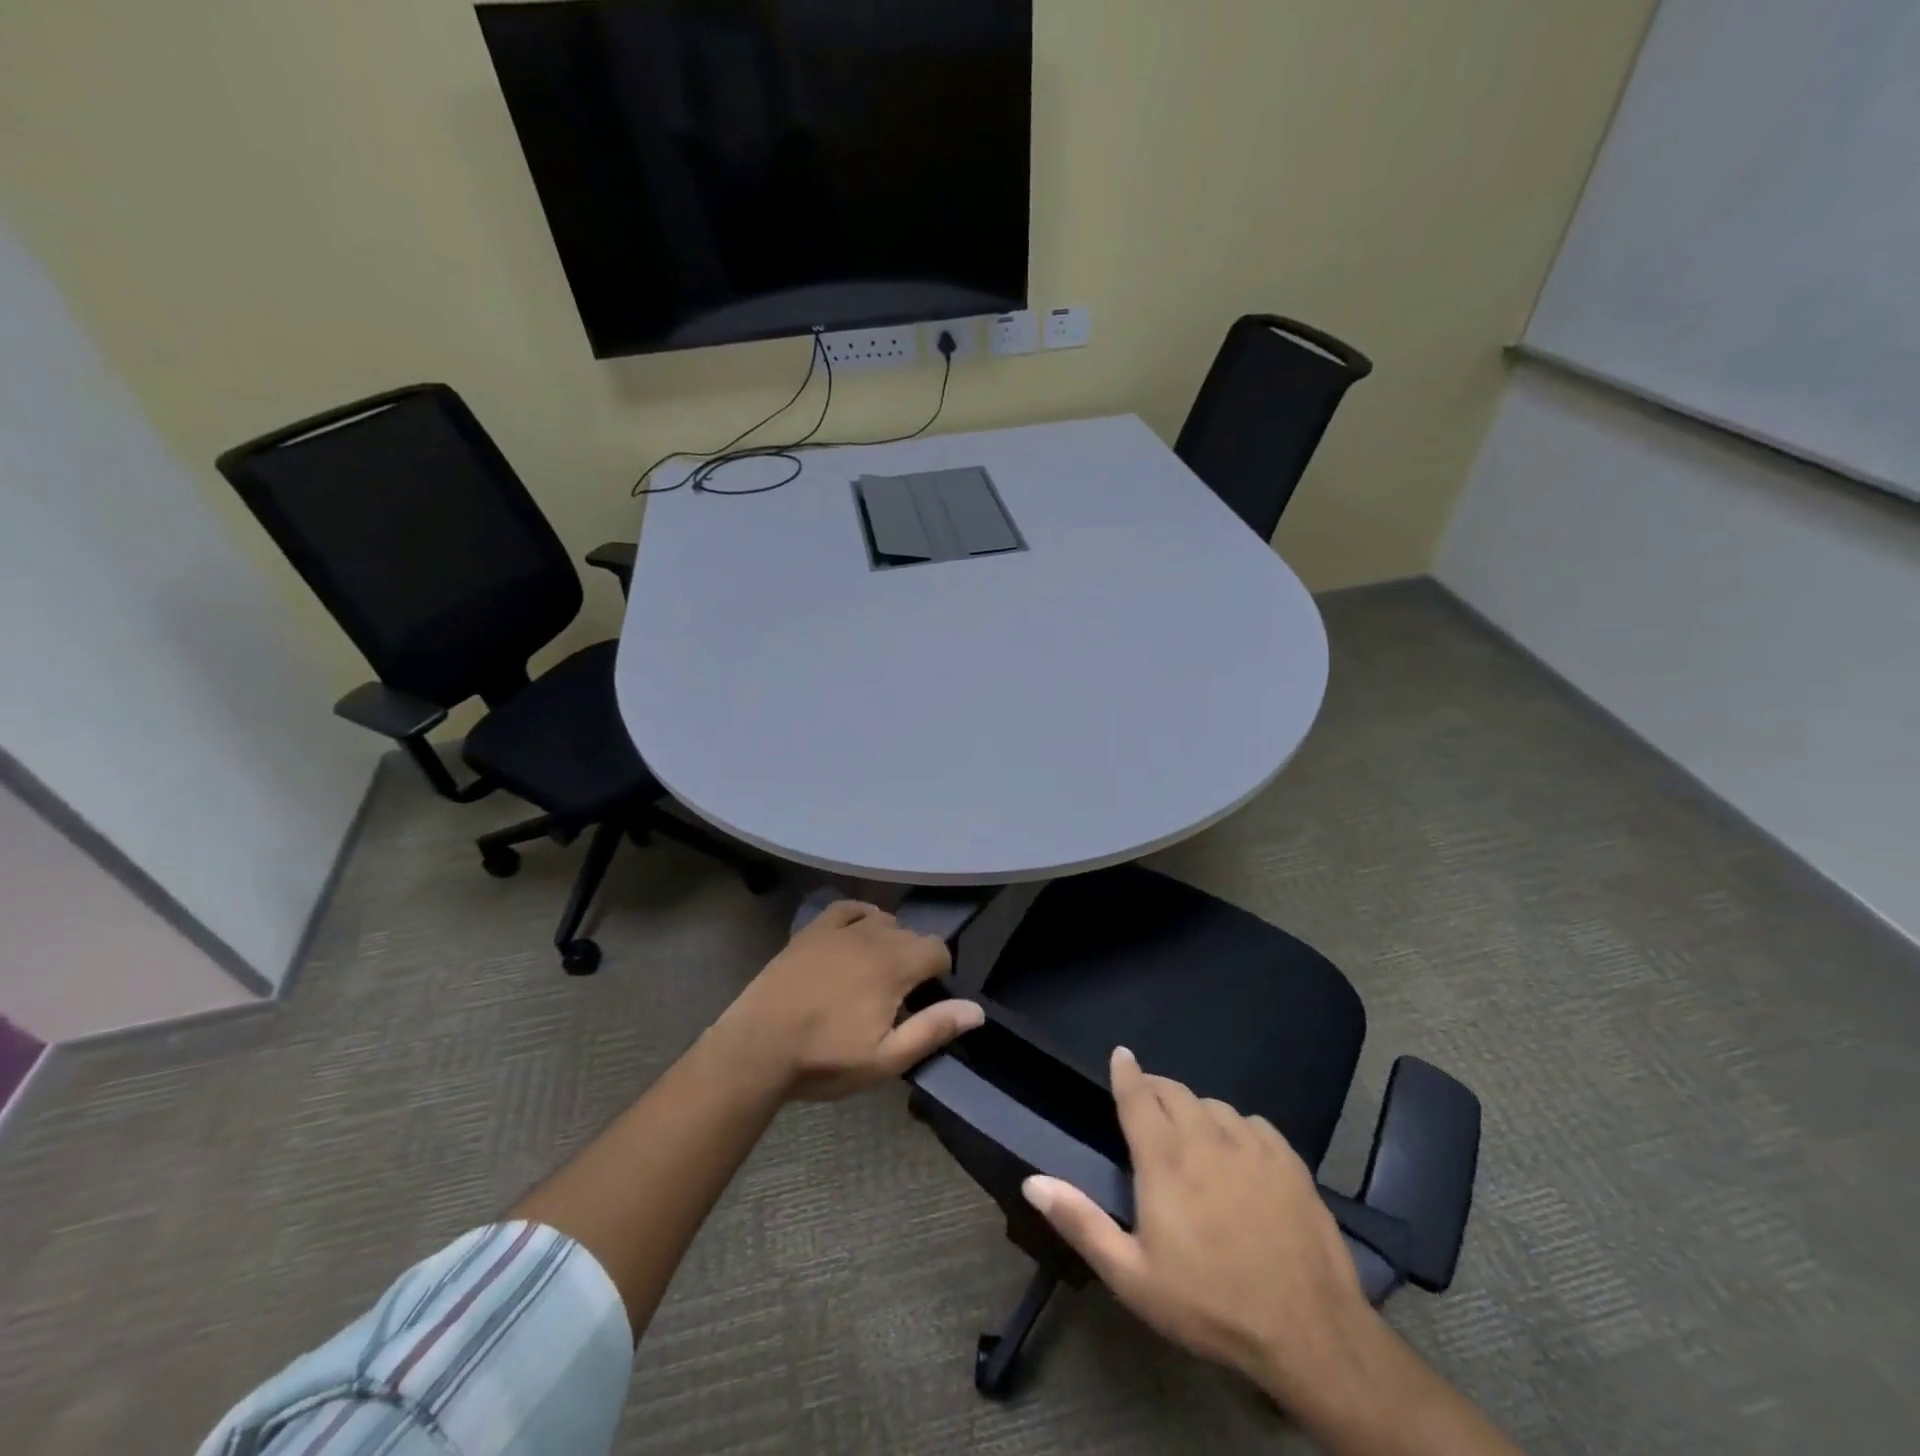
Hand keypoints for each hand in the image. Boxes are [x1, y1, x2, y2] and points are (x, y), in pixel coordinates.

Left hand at [717, 900, 981, 1100]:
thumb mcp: (885, 1058)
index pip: (937, 949)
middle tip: (898, 997)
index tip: (924, 999)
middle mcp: (872, 937)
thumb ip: (933, 1029)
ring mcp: (839, 930)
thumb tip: (977, 1010)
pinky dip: (860, 916)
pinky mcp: (811, 931)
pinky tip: (857, 933)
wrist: (757, 1048)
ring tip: (875, 972)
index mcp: (894, 966)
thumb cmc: (825, 1058)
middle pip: (910, 934)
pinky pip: (847, 908)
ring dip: (889, 940)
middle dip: (914, 959)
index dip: (939, 972)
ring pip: (882, 921)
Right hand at [1023, 1047, 1378, 1410]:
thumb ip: (1081, 1223)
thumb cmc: (1209, 1304)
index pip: (1137, 1096)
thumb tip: (1032, 1181)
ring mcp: (1251, 1144)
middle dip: (1155, 1089)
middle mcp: (1205, 1137)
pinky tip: (1237, 1152)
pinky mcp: (1287, 1159)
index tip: (1120, 1053)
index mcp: (1164, 1159)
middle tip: (1147, 1103)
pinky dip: (1235, 1127)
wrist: (1308, 1331)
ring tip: (1191, 1133)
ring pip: (1213, 1105)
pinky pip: (1252, 1122)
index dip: (1126, 1071)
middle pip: (1174, 1092)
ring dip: (1195, 1110)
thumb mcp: (1133, 1276)